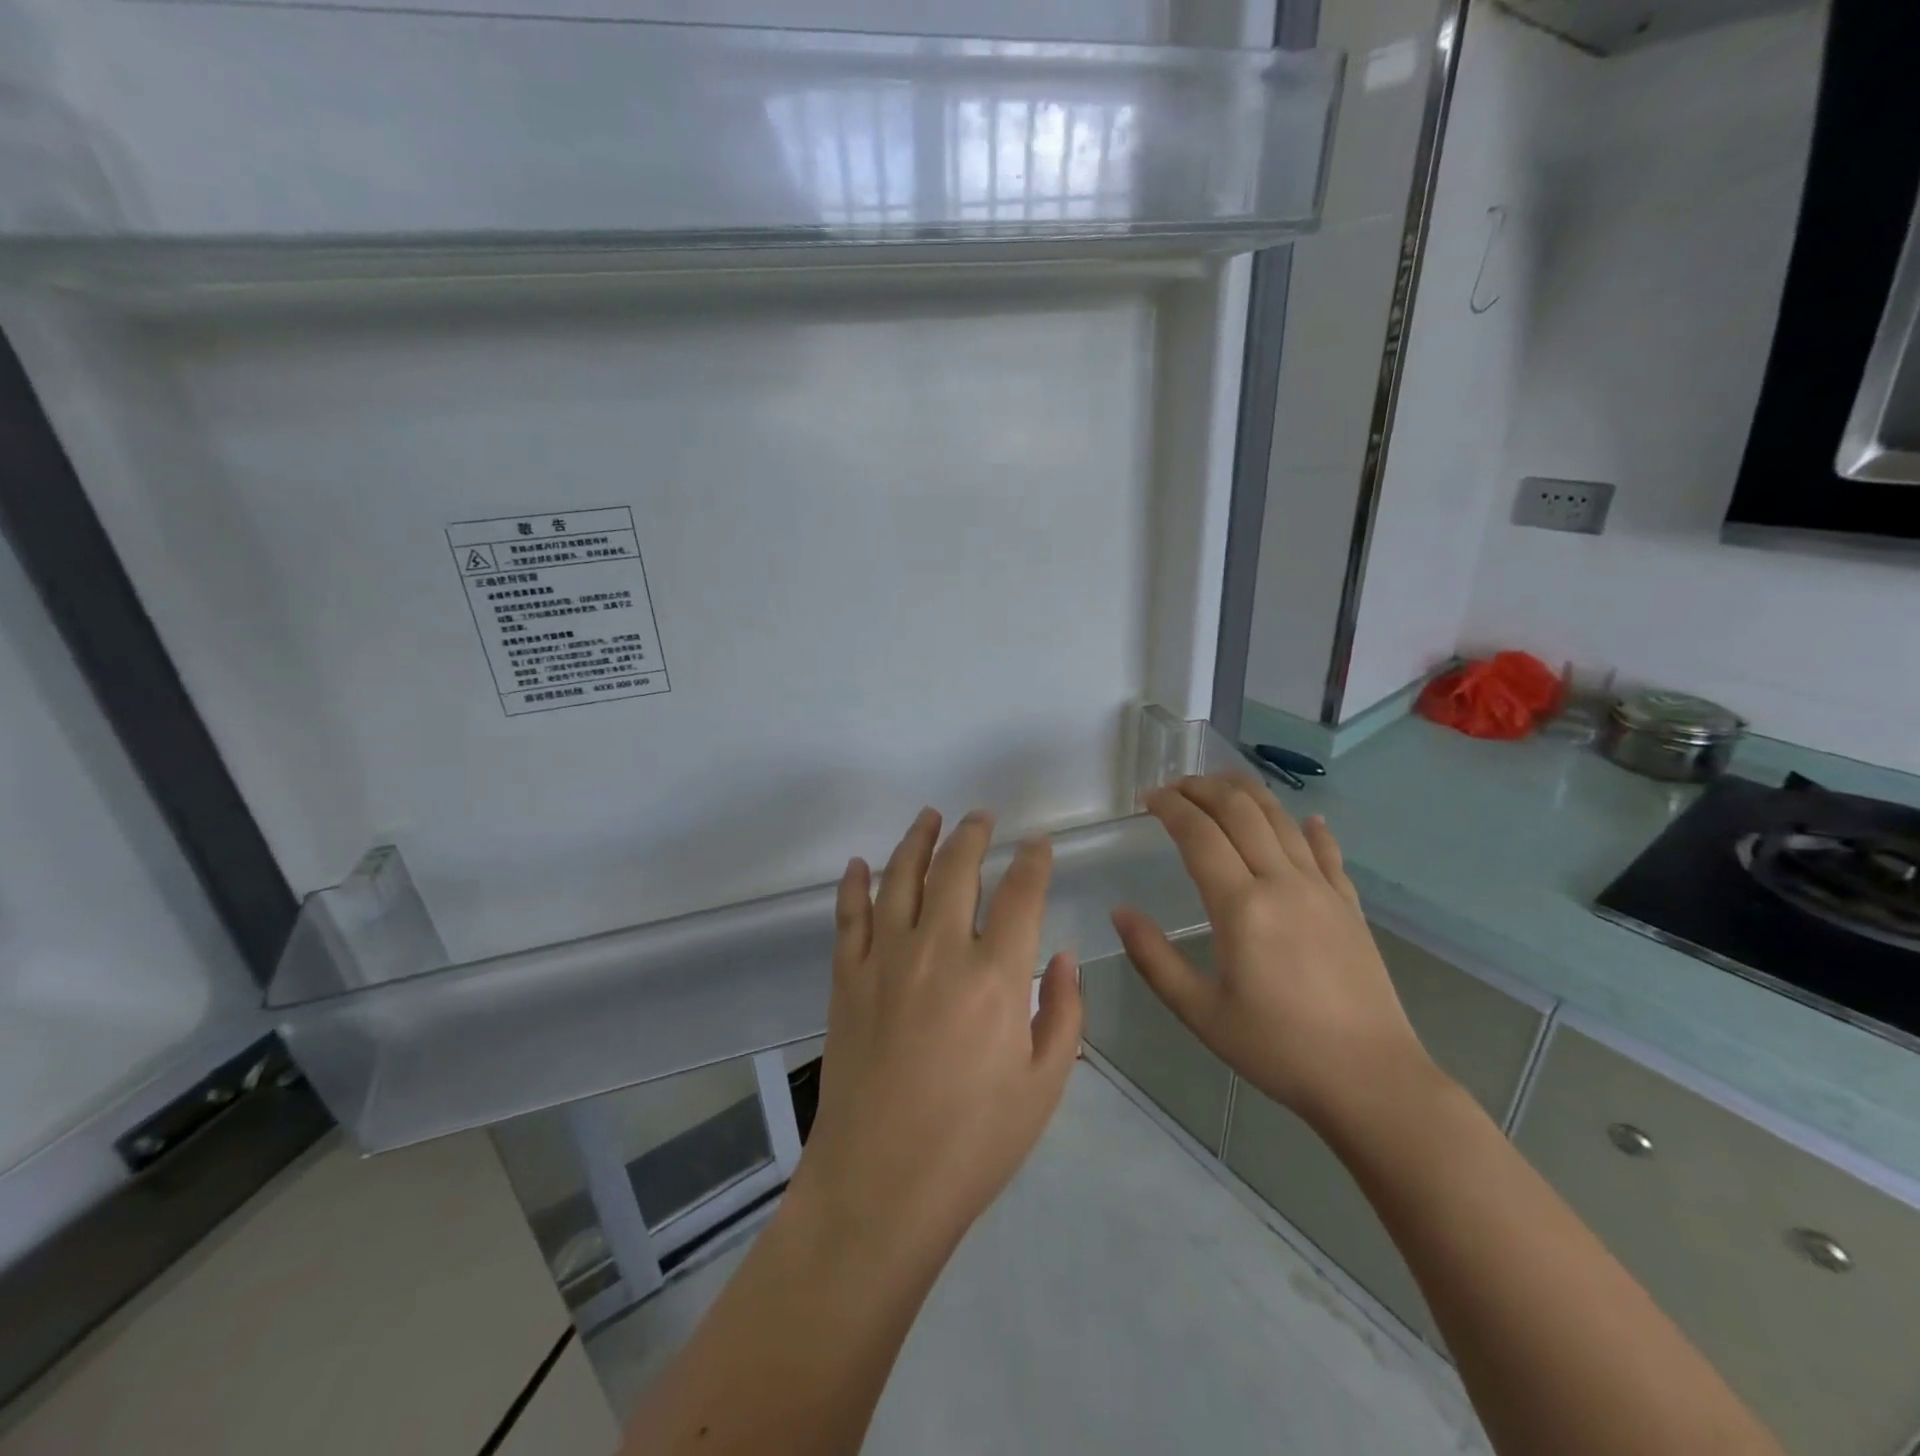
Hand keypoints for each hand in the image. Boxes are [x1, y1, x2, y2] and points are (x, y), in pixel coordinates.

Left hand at [790, 809, 1083, 1267]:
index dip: (1034, 860)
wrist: (880, 1185)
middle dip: (973, 834)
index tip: (1039, 844)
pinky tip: (858, 865)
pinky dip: (853, 884)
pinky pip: (848, 915)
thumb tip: (1066, 957)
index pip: (1021, 893)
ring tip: (930, 817)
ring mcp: (885, 959)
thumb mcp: (1044, 1085)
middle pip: (956, 868)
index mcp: (995, 976)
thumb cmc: (974, 1143)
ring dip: (917, 840)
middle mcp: (938, 950)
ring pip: (900, 877)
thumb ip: (1064, 1013)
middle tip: (982, 816)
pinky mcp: (847, 978)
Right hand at [1111, 774, 1430, 1134]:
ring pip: (1281, 819)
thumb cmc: (1278, 1049)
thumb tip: (1120, 912)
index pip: (1199, 834)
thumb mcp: (1200, 1012)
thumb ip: (1154, 958)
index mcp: (1241, 907)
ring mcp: (1322, 890)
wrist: (1372, 1081)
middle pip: (1241, 811)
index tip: (1147, 799)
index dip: (1170, 807)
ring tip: (1220, 784)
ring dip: (1247, 793)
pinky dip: (1310, 828)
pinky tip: (1305, 818)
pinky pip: (1328, 852)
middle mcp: (1282, 883)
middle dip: (1203, 788)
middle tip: (1175, 787)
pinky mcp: (1350, 905)